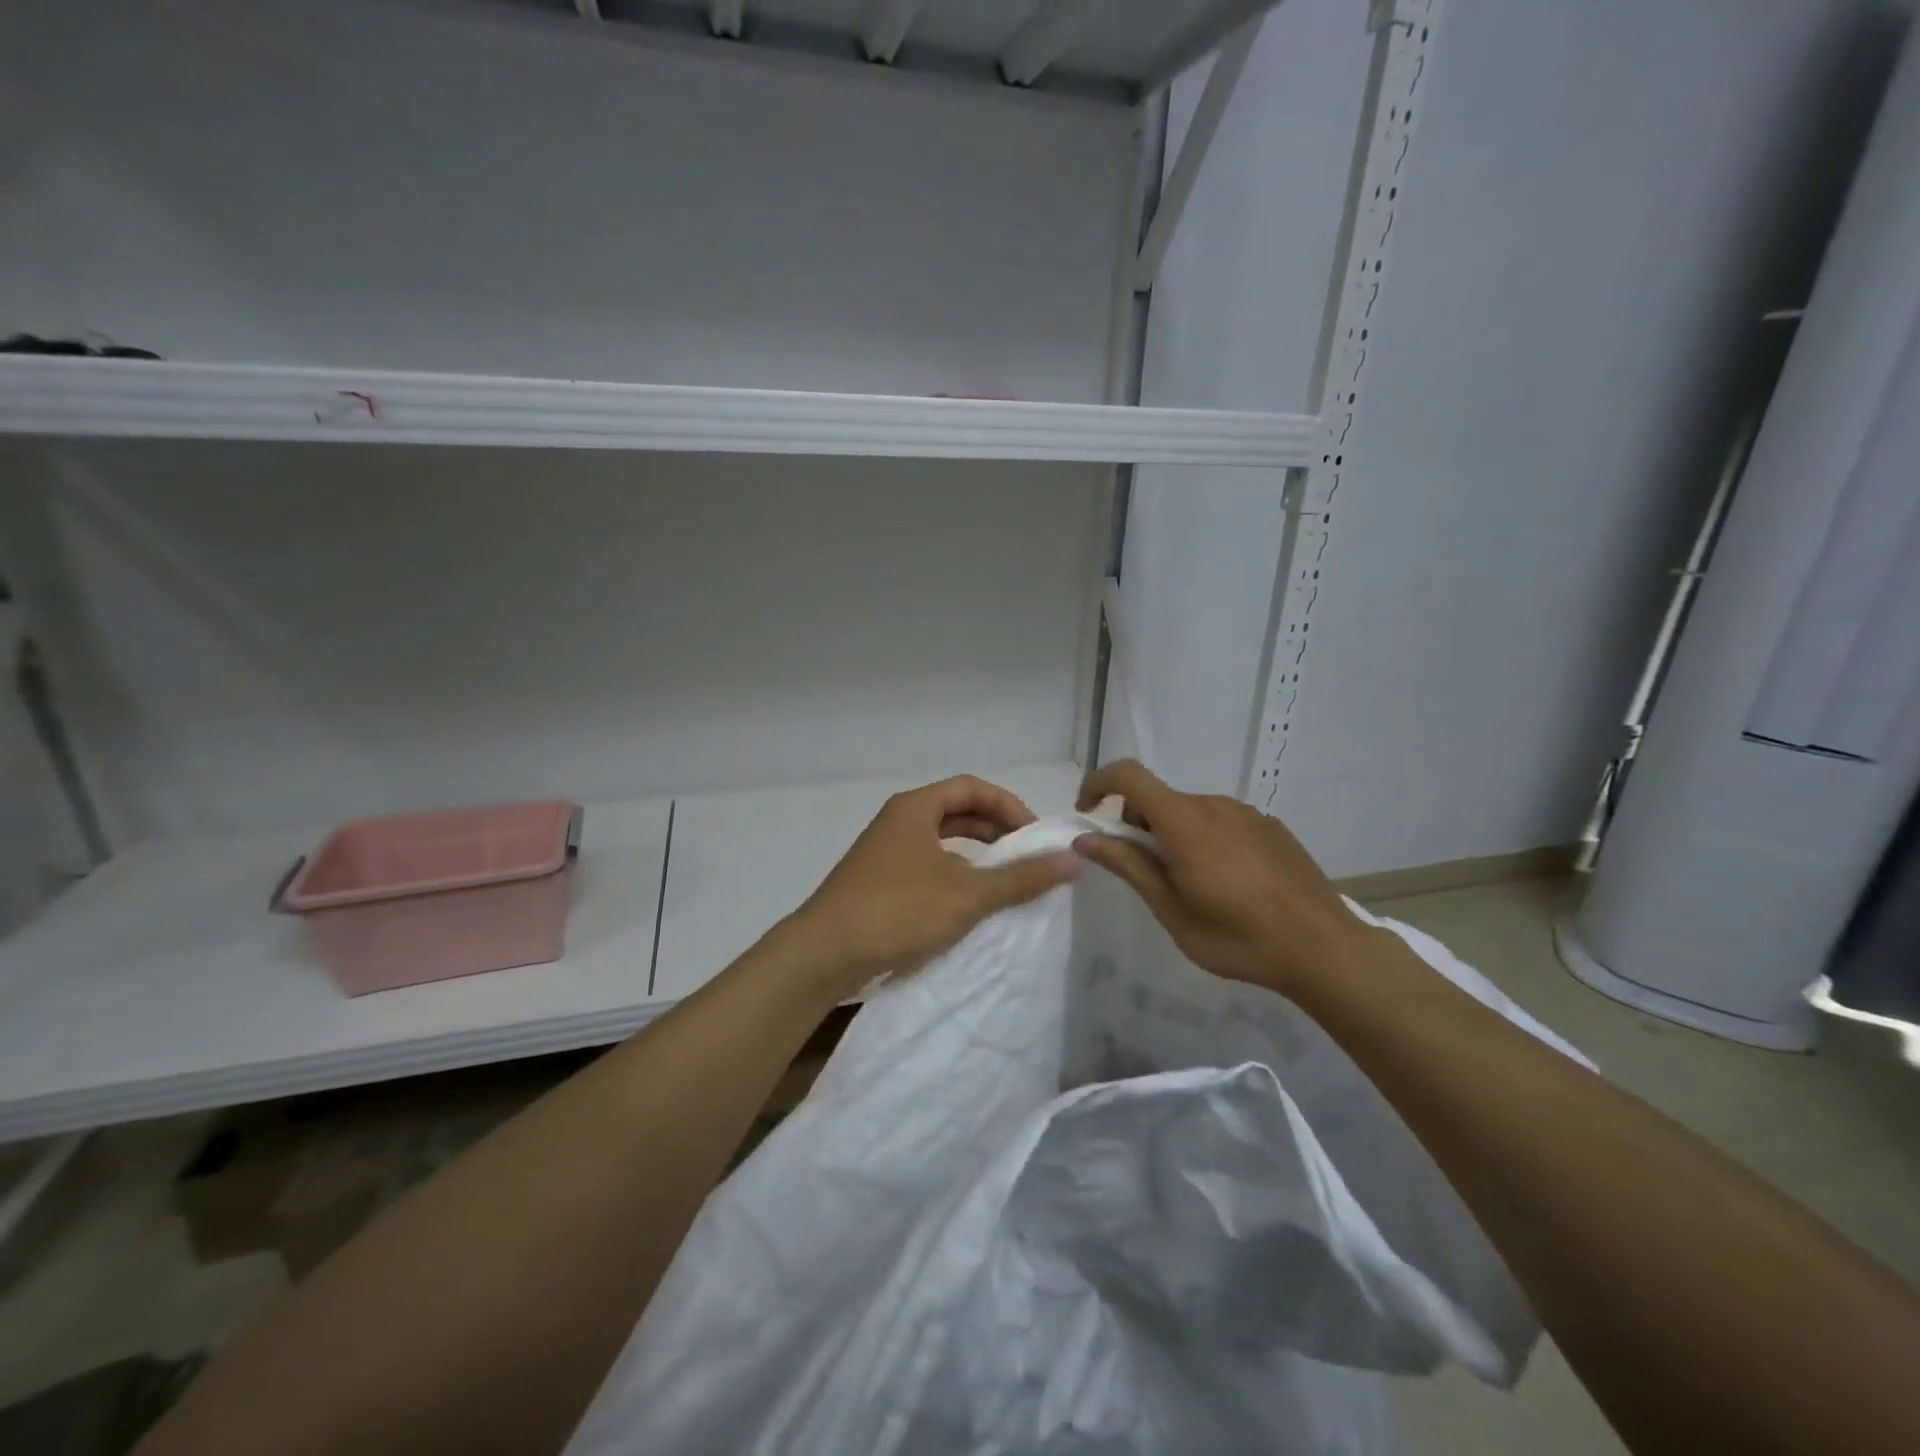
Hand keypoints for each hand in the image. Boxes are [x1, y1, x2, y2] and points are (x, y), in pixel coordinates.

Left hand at [784, 776, 1079, 1002]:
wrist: (823, 954)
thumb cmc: (897, 911)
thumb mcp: (967, 894)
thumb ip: (1021, 877)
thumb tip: (1073, 860)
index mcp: (915, 808)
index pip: (972, 788)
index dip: (1009, 806)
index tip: (1035, 836)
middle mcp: (898, 821)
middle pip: (957, 811)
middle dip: (996, 831)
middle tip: (1026, 857)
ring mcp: (885, 852)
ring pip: (942, 841)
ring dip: (976, 855)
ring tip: (1005, 880)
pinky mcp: (878, 882)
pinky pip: (928, 865)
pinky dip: (955, 875)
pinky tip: (968, 903)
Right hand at [1072, 760, 1366, 996]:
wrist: (1323, 948)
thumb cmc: (1236, 935)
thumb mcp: (1169, 908)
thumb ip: (1127, 865)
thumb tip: (1086, 840)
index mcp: (1183, 820)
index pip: (1128, 776)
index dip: (1098, 784)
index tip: (1087, 814)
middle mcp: (1213, 804)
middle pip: (1159, 799)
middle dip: (1138, 825)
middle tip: (1146, 873)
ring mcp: (1247, 813)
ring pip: (1192, 812)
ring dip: (1175, 835)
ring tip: (1192, 885)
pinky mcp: (1272, 827)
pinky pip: (1224, 823)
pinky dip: (1208, 840)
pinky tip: (1230, 883)